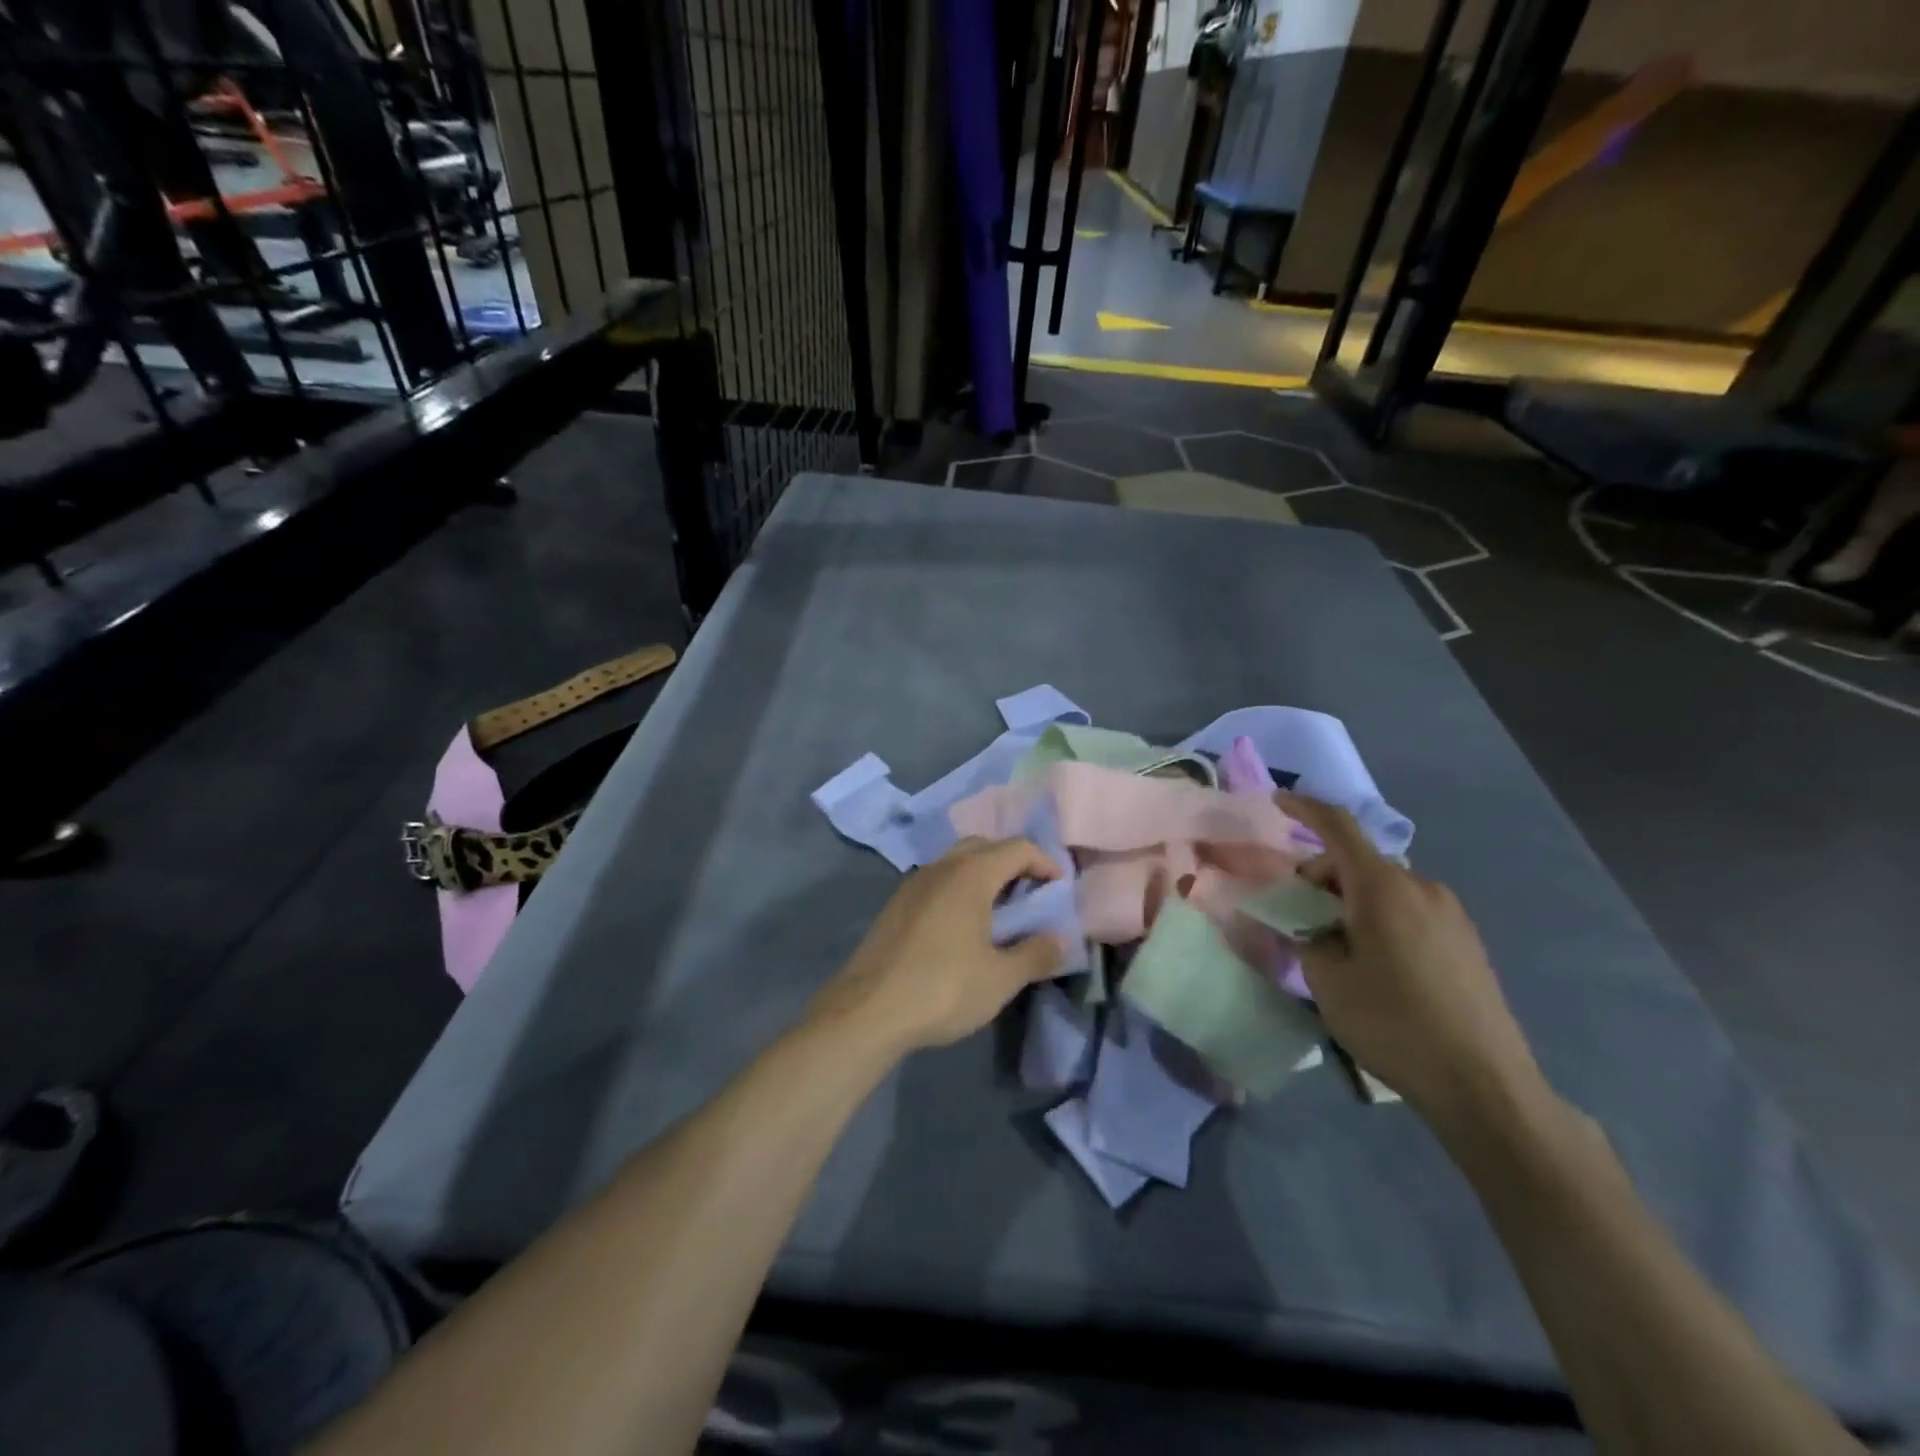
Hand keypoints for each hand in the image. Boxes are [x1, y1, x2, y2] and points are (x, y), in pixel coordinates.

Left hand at [812, 838, 1067, 1053]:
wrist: (867, 1010)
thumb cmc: (943, 989)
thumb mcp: (1001, 978)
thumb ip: (1037, 954)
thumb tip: (1063, 940)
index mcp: (971, 874)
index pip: (1018, 847)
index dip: (1046, 863)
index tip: (1060, 890)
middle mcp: (941, 866)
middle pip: (985, 846)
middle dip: (1013, 864)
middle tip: (1031, 896)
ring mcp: (913, 883)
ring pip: (957, 862)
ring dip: (984, 876)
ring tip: (1000, 914)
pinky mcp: (895, 904)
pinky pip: (937, 881)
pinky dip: (959, 890)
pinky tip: (963, 928)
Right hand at [1279, 795, 1547, 1130]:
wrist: (1485, 1084)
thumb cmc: (1393, 1024)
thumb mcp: (1328, 982)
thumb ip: (1308, 939)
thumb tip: (1310, 927)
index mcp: (1382, 888)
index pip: (1338, 827)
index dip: (1304, 808)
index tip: (1276, 802)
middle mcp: (1420, 887)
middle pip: (1358, 860)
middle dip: (1321, 875)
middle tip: (1296, 913)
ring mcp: (1450, 913)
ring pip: (1384, 886)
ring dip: (1350, 899)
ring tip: (1334, 944)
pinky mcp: (1465, 940)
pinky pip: (1409, 909)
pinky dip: (1379, 916)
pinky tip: (1373, 961)